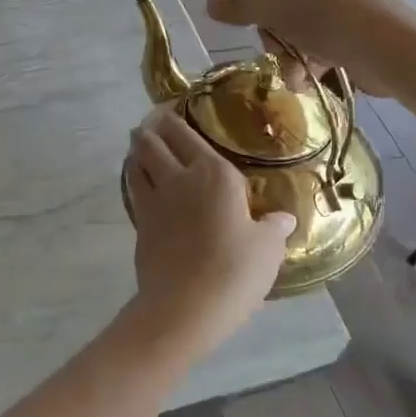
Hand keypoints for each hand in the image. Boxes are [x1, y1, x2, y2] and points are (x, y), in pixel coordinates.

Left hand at [124, 107, 292, 349]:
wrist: (185, 307)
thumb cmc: (234, 272)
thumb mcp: (268, 250)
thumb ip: (274, 228)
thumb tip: (283, 218)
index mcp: (216, 174)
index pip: (188, 133)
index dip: (175, 117)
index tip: (171, 108)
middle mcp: (181, 177)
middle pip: (155, 140)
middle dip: (151, 127)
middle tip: (152, 122)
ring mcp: (155, 199)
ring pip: (137, 160)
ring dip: (137, 148)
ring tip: (139, 142)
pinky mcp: (140, 223)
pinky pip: (133, 188)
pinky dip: (132, 176)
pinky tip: (137, 177)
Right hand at [203, 0, 415, 94]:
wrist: (393, 45)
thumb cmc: (327, 14)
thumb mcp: (273, 8)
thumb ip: (239, 5)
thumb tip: (211, 5)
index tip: (228, 6)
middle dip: (266, 21)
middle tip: (265, 42)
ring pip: (300, 12)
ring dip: (287, 43)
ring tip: (289, 69)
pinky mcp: (362, 13)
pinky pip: (324, 27)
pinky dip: (311, 50)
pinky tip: (307, 77)